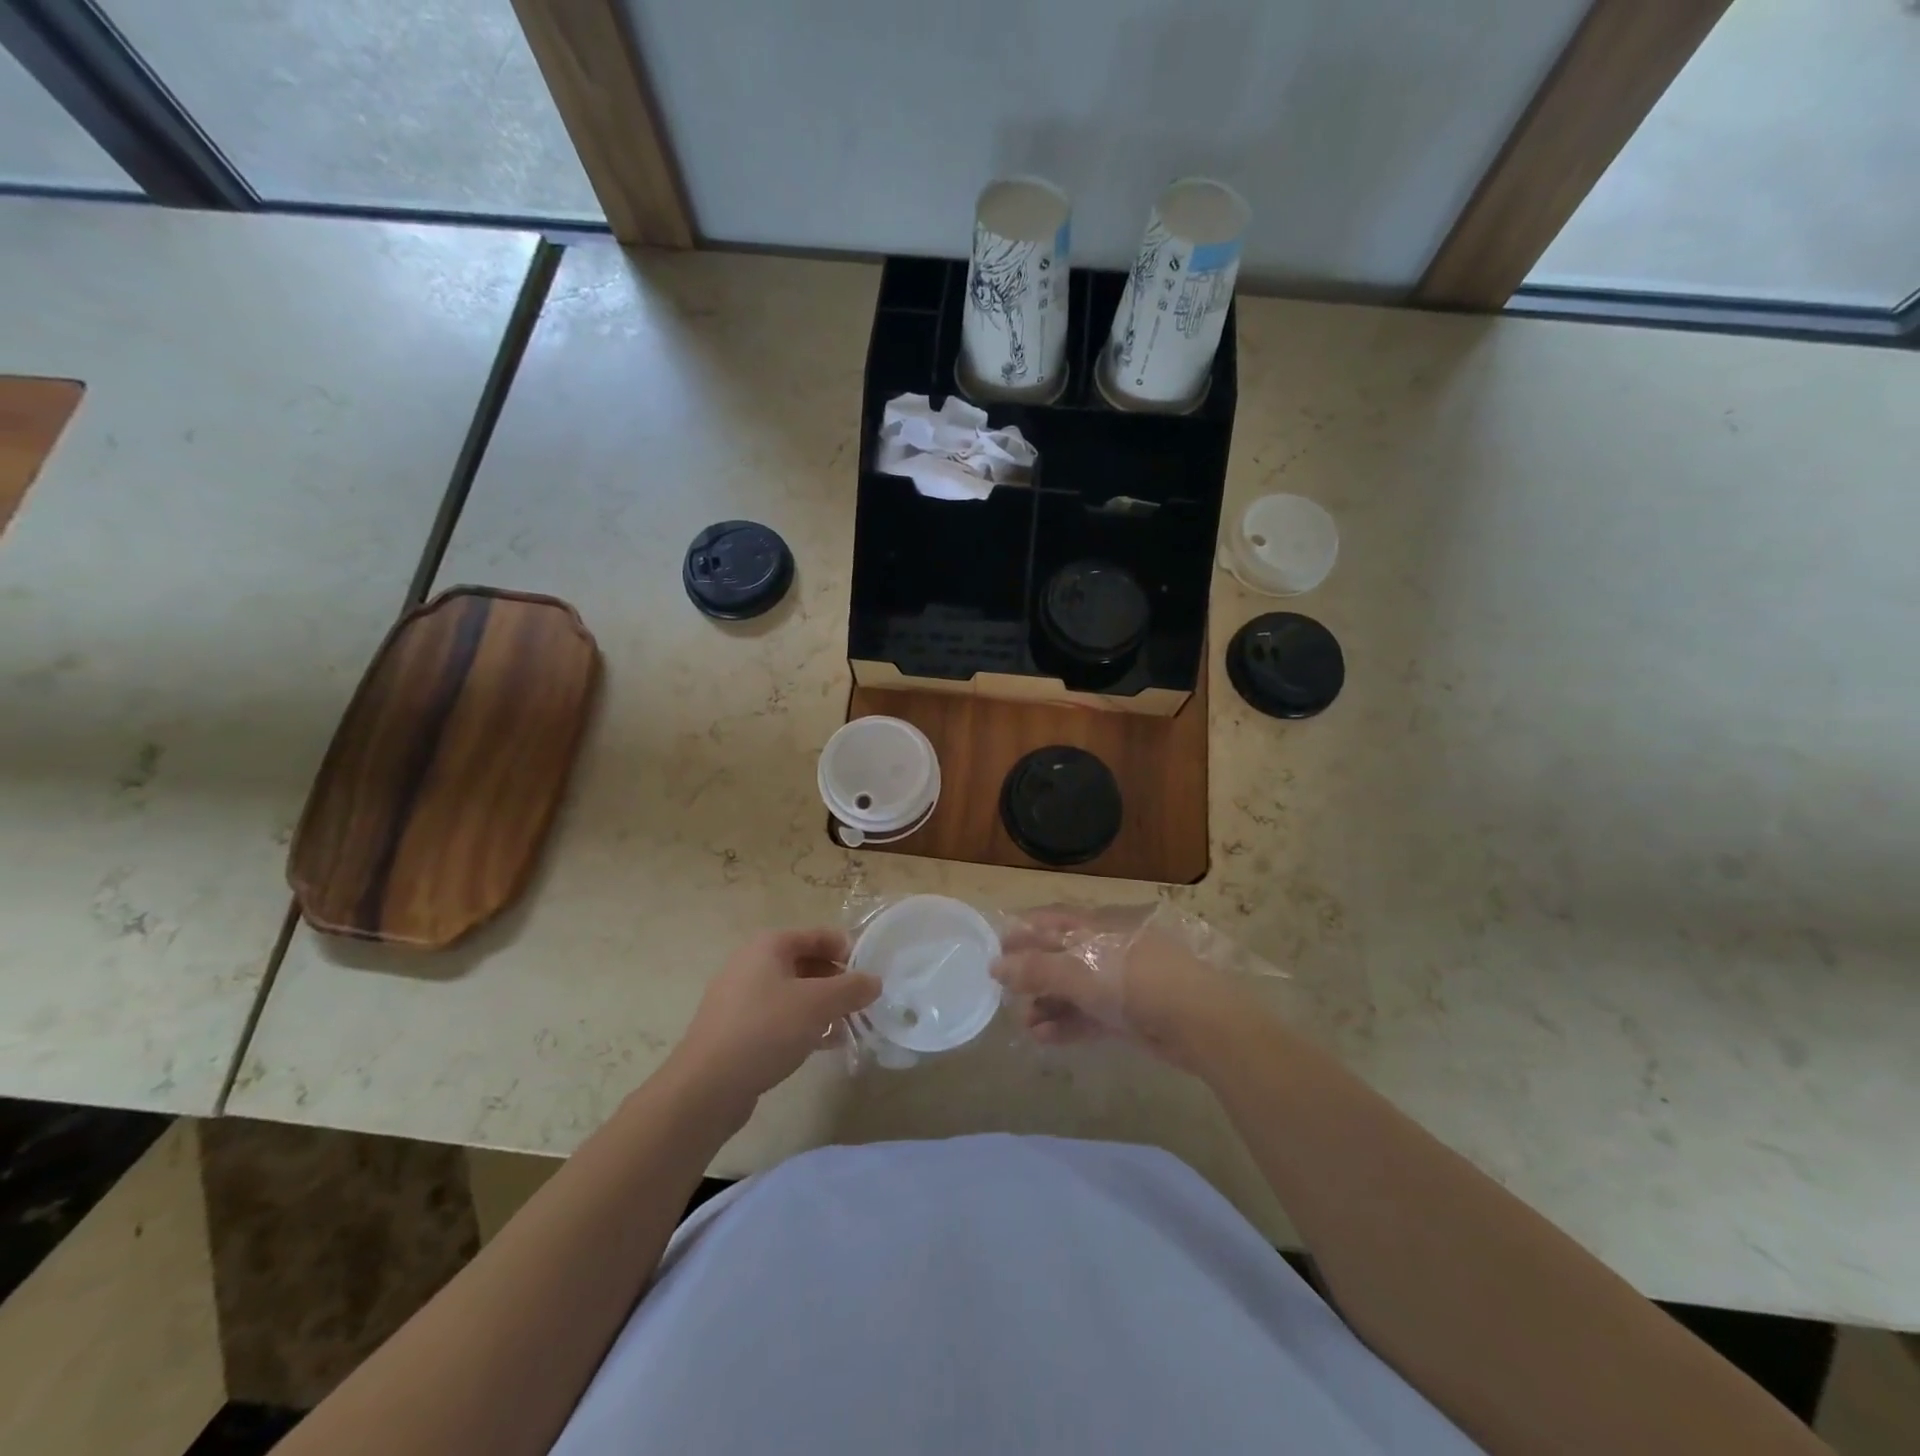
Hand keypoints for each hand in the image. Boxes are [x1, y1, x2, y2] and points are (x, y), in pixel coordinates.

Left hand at [673, 928, 879, 1107]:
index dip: (846, 949)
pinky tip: (824, 1046)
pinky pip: (778, 1018)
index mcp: (768, 946)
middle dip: (836, 982)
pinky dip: (803, 1025)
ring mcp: (740, 998)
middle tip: (862, 1002)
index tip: (869, 972)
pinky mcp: (736, 1029)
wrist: (706, 1087)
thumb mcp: (818, 1005)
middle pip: (806, 963)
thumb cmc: (766, 1030)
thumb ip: (851, 989)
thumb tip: (874, 981)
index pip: (817, 935)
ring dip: (822, 1007)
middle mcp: (751, 964)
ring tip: (849, 1027)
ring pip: (793, 993)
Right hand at [992, 908, 1252, 1073]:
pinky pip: (1090, 1015)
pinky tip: (1043, 1038)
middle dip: (1033, 974)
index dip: (1024, 931)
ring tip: (1023, 1024)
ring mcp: (1120, 982)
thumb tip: (996, 966)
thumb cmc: (1134, 981)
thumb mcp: (1080, 972)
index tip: (997, 948)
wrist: (1199, 1021)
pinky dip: (1067, 1024)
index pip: (1053, 920)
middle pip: (1062, 956)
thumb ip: (1037, 970)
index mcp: (1098, 925)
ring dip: (1048, 1004)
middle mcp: (1108, 948)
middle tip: (1006, 993)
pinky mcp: (1130, 1014)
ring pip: (1075, 989)